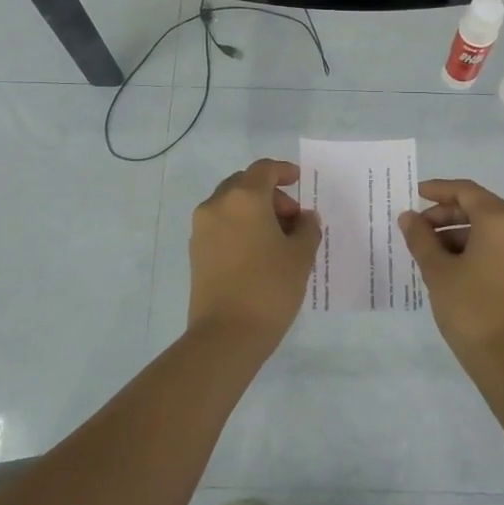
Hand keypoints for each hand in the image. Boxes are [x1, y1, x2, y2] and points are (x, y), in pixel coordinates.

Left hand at [187, 158, 321, 347]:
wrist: (226, 334)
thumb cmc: (269, 288)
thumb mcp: (300, 256)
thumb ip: (307, 228)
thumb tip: (304, 218)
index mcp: (244, 198)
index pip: (263, 170)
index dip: (283, 171)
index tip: (298, 181)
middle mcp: (217, 205)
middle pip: (244, 184)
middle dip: (270, 194)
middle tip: (292, 218)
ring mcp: (202, 228)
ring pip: (230, 204)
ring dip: (254, 211)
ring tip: (278, 238)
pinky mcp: (196, 251)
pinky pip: (221, 224)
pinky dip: (240, 226)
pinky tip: (259, 252)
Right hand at [398, 178, 503, 372]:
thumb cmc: (471, 309)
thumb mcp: (438, 271)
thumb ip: (421, 238)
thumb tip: (409, 217)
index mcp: (502, 221)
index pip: (467, 192)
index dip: (439, 190)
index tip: (415, 194)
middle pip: (482, 209)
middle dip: (447, 216)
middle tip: (418, 229)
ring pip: (493, 231)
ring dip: (461, 235)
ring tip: (431, 253)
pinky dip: (479, 250)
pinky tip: (455, 268)